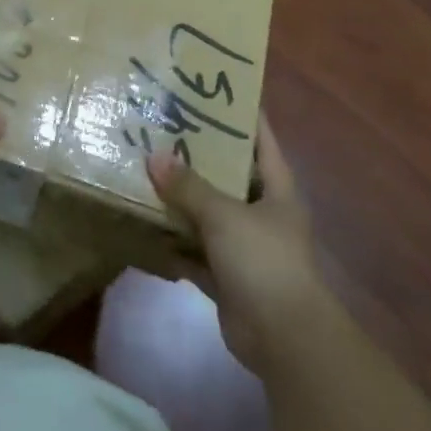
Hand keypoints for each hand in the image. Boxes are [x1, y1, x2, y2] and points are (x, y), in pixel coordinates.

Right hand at [147, 118, 323, 377]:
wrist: (285, 340)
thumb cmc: (264, 261)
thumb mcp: (224, 215)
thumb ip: (188, 186)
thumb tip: (153, 156)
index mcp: (276, 189)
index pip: (261, 139)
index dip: (242, 114)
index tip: (213, 90)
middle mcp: (262, 212)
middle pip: (229, 174)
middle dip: (198, 155)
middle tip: (162, 126)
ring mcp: (244, 246)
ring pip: (208, 212)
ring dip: (182, 199)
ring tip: (145, 168)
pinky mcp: (227, 276)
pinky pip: (195, 250)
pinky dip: (174, 242)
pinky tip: (145, 225)